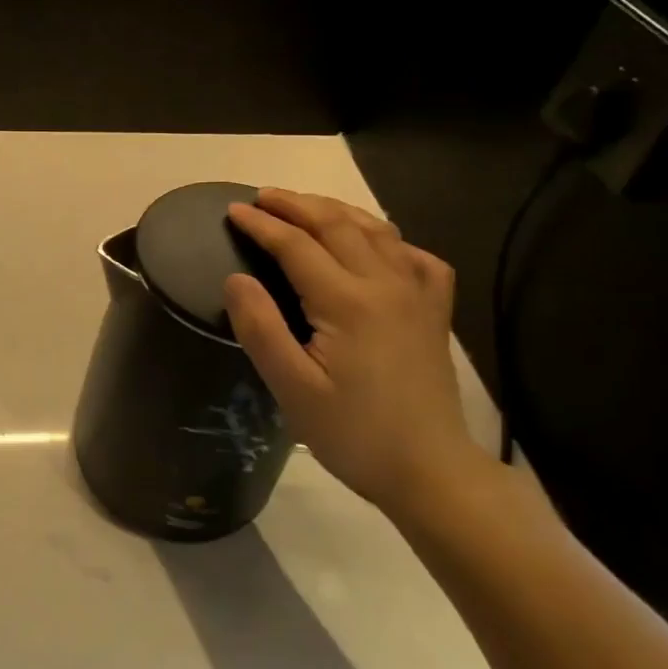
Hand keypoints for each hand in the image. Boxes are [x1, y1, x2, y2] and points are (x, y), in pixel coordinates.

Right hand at [224, 189, 474, 517]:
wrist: (430, 471)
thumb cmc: (353, 434)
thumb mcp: (292, 389)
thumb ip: (261, 328)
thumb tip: (236, 278)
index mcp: (347, 301)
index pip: (296, 245)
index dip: (262, 224)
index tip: (232, 211)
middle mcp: (385, 283)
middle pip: (336, 224)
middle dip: (295, 204)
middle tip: (262, 197)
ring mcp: (416, 293)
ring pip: (375, 230)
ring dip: (335, 211)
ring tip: (305, 206)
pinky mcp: (435, 310)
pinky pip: (414, 256)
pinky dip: (387, 238)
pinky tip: (374, 245)